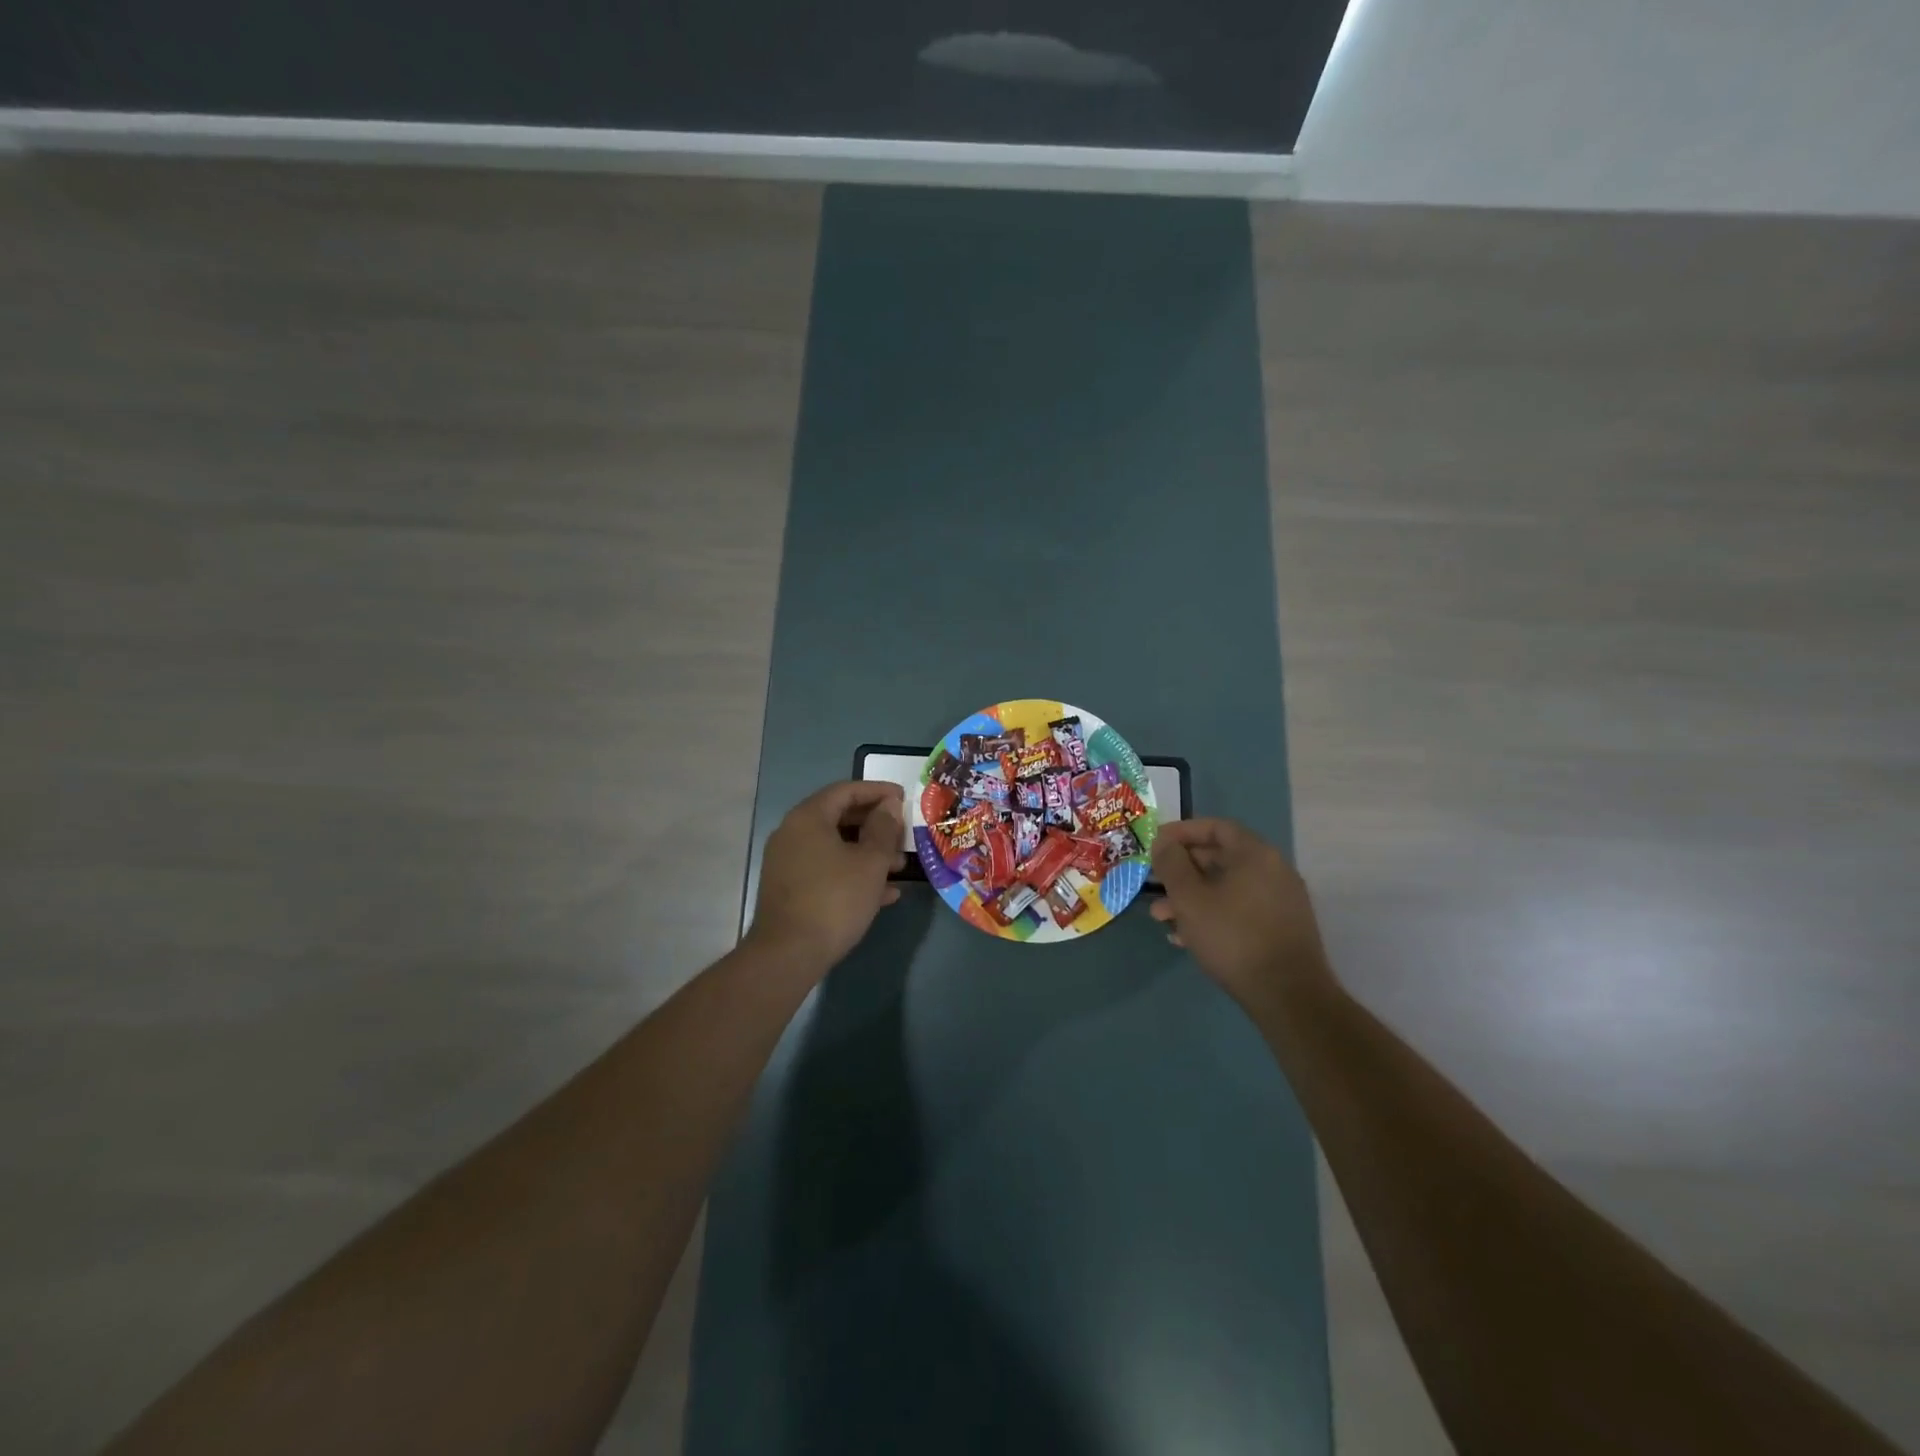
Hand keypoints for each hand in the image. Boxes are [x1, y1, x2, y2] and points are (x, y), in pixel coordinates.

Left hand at [747, 780, 906, 970]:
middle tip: (903, 834)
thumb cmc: (835, 899)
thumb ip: (884, 829)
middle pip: (839, 817)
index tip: (904, 797)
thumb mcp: (871, 862)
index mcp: (808, 818)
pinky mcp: (790, 888)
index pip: (846, 790)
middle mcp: (793, 833)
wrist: (788, 954)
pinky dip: (852, 873)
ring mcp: (788, 862)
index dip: (877, 791)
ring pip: (835, 846)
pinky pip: (826, 869)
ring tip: (899, 867)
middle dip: (875, 825)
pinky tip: (883, 894)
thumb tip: (889, 805)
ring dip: (868, 852)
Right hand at [1150, 818, 1337, 1013]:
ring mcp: (1281, 901)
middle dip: (1182, 870)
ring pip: (1227, 888)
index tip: (1156, 843)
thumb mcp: (1189, 898)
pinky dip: (1213, 914)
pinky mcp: (1282, 928)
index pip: (1216, 827)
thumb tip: (1163, 842)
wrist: (1288, 996)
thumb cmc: (1232, 937)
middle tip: (1154, 883)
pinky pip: (1240, 909)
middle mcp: (1274, 871)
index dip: (1182, 832)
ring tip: (1161, 918)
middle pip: (1221, 858)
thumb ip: (1172, 864)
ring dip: (1192, 897)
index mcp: (1256, 854)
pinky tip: (1187, 938)